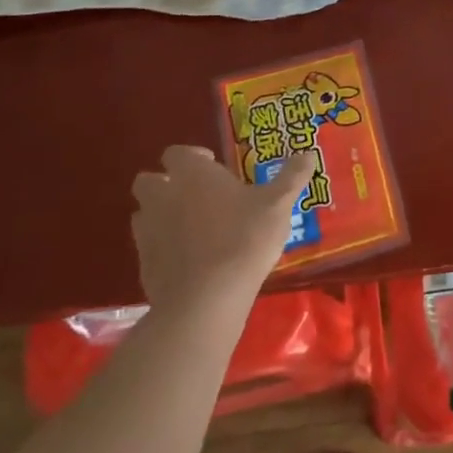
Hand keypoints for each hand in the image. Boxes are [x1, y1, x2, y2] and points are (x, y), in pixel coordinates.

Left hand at [130, 145, 314, 317]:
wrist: (206, 300)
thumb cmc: (244, 239)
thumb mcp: (278, 205)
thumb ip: (292, 176)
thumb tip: (309, 152)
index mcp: (192, 174)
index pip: (177, 152)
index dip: (193, 157)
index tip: (213, 167)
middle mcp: (163, 196)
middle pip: (149, 180)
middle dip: (166, 184)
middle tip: (196, 196)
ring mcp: (148, 232)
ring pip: (144, 214)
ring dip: (160, 215)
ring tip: (190, 228)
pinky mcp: (143, 266)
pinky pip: (148, 248)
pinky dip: (162, 249)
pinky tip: (187, 261)